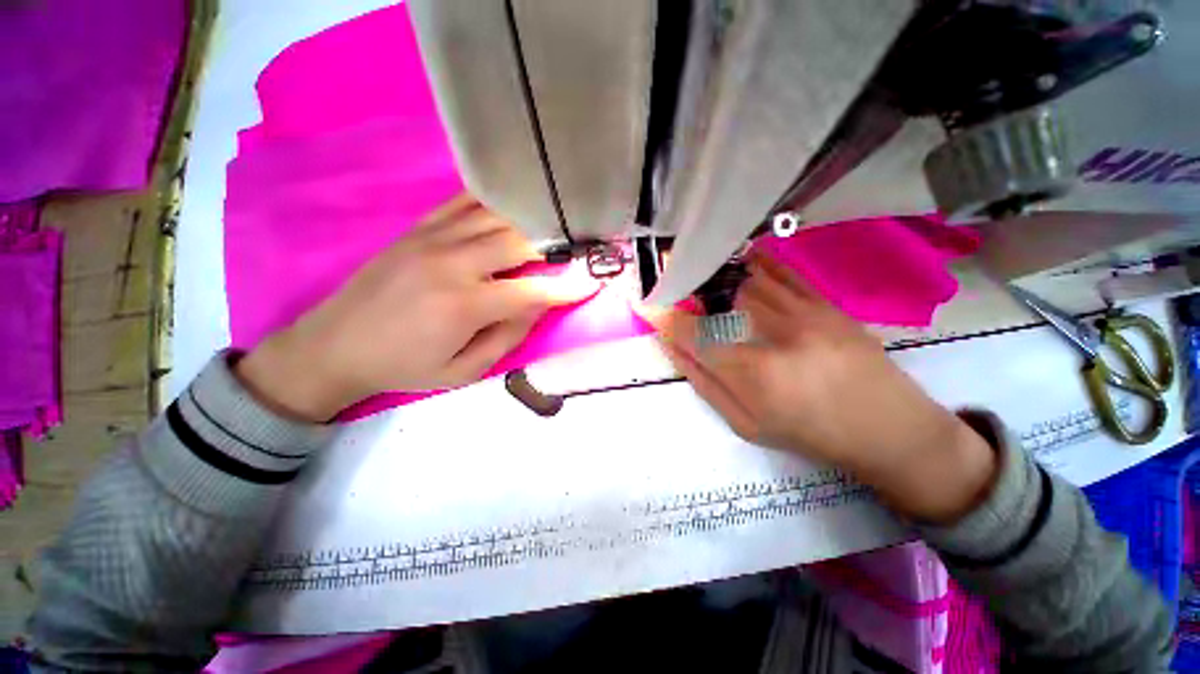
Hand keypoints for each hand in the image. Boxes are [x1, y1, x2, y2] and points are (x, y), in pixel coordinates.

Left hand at [236, 196, 600, 421]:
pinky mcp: (419, 228)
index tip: (593, 281)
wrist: (335, 345)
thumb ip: (507, 336)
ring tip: (555, 225)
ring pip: (496, 216)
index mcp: (464, 305)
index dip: (567, 287)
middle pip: (519, 242)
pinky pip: (464, 202)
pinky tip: (513, 205)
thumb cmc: (405, 366)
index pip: (532, 291)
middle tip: (578, 247)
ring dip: (531, 220)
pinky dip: (495, 201)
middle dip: (556, 245)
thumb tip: (538, 305)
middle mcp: (452, 263)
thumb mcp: (464, 370)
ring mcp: (433, 238)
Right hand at [647, 252, 996, 523]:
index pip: (694, 334)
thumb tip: (674, 348)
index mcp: (753, 374)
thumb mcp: (746, 424)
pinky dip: (757, 262)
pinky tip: (742, 260)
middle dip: (691, 293)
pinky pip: (783, 272)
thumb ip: (705, 383)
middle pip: (720, 299)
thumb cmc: (811, 434)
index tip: (649, 307)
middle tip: (677, 292)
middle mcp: (776, 335)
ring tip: (704, 279)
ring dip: (718, 279)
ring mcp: (806, 313)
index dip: (666, 318)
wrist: (889, 428)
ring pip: (747, 280)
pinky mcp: (826, 304)